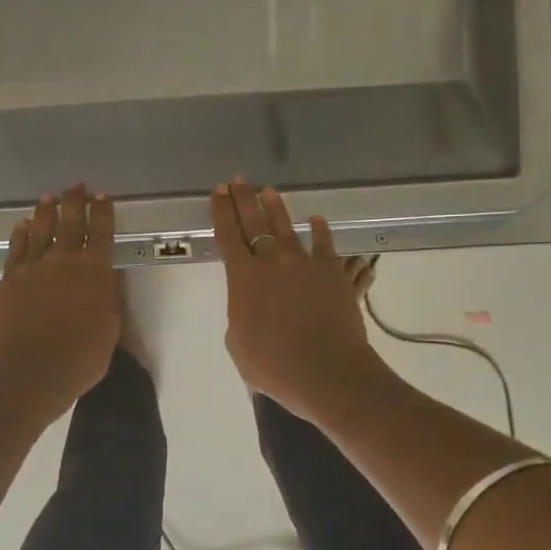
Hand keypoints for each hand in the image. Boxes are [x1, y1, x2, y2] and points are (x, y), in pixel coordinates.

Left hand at [0, 186, 120, 426]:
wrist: (27, 372)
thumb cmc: (79, 359)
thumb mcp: (110, 332)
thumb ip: (110, 301)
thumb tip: (110, 278)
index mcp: (95, 272)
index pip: (102, 232)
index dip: (103, 212)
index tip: (103, 196)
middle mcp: (63, 261)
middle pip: (70, 223)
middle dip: (75, 202)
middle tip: (76, 186)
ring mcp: (32, 268)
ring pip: (40, 230)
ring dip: (45, 212)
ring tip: (49, 198)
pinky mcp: (8, 280)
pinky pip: (16, 249)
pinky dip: (20, 235)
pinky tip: (21, 226)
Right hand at [212, 180, 380, 418]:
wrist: (324, 369)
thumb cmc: (273, 365)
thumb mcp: (238, 345)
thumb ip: (240, 319)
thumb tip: (250, 310)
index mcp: (243, 279)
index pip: (227, 236)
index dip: (221, 212)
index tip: (218, 191)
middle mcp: (271, 262)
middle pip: (254, 223)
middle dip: (243, 199)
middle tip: (238, 180)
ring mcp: (304, 264)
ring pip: (287, 228)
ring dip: (277, 208)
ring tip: (269, 192)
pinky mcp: (332, 273)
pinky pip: (325, 245)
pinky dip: (320, 231)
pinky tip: (316, 220)